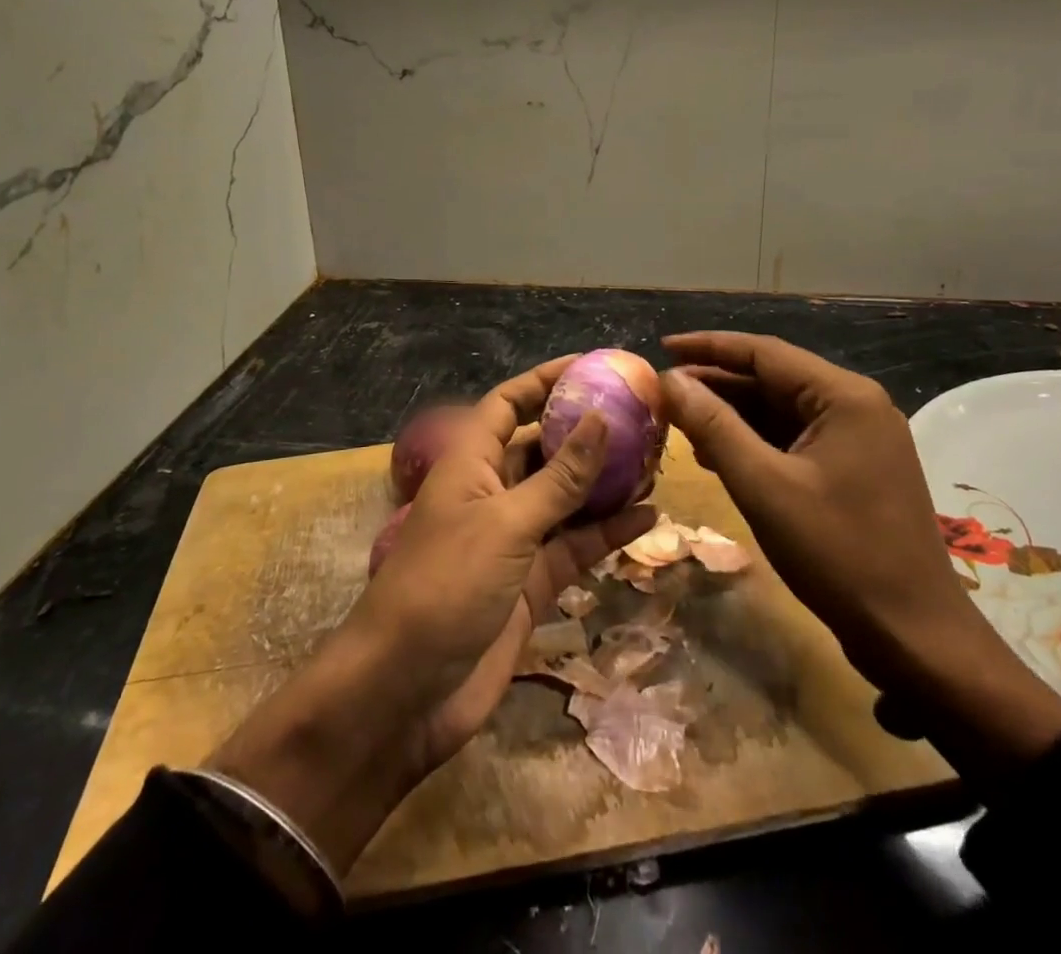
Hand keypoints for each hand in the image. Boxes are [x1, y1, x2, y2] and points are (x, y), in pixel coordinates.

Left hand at [208, 357, 654, 872]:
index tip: (591, 366)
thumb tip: (600, 419)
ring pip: (566, 498)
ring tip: (655, 462)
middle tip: (641, 418)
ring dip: (605, 482)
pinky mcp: (531, 583)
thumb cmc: (446, 586)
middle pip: (543, 448)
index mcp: (470, 463)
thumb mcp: (506, 523)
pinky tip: (648, 518)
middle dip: (586, 432)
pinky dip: (607, 532)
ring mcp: (514, 540)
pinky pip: (575, 546)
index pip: (508, 404)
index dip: (544, 381)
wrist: (406, 693)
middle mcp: (492, 493)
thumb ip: (558, 477)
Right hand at [660, 332, 1060, 788]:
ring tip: (679, 423)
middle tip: (663, 392)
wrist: (914, 637)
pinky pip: (794, 439)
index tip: (662, 348)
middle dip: (716, 384)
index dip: (707, 347)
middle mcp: (855, 406)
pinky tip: (717, 455)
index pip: (764, 352)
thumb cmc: (838, 553)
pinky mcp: (854, 470)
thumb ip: (713, 426)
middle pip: (772, 379)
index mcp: (844, 396)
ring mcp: (858, 439)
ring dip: (732, 415)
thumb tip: (670, 379)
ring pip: (781, 411)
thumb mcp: (763, 486)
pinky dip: (754, 442)